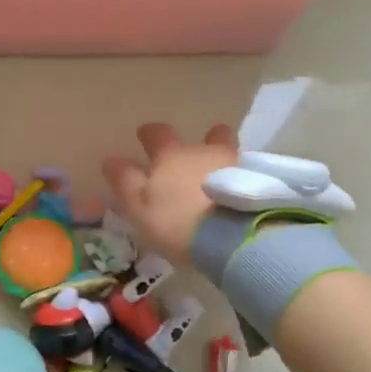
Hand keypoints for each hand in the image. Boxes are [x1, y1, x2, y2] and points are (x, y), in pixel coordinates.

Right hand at [102, 122, 238, 267]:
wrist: (233, 238)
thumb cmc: (177, 221)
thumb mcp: (139, 205)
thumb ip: (125, 181)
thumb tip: (110, 158)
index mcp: (171, 156)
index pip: (158, 134)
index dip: (150, 133)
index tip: (145, 135)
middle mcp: (205, 152)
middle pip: (209, 136)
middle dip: (205, 138)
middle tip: (202, 147)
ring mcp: (236, 166)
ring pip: (232, 153)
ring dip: (226, 158)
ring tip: (224, 173)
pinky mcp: (260, 186)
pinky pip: (250, 175)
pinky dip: (243, 180)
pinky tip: (240, 195)